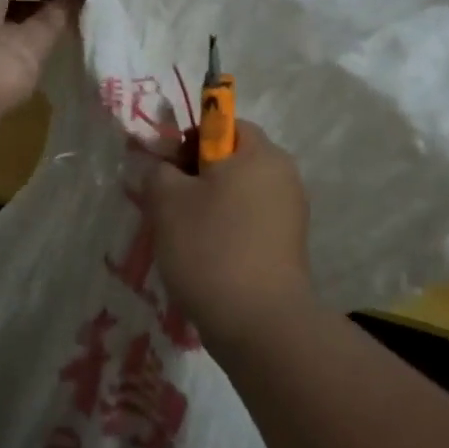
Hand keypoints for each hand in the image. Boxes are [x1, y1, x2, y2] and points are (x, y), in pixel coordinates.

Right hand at [137, 120, 313, 351]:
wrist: (259, 323)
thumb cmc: (211, 247)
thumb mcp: (167, 200)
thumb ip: (158, 170)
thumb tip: (164, 168)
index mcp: (260, 153)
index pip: (222, 123)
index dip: (188, 140)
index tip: (165, 170)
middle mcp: (283, 175)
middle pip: (231, 159)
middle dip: (195, 175)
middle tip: (166, 204)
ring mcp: (290, 213)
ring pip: (238, 193)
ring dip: (208, 205)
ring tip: (182, 235)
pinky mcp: (288, 247)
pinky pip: (249, 223)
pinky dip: (226, 231)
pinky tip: (205, 257)